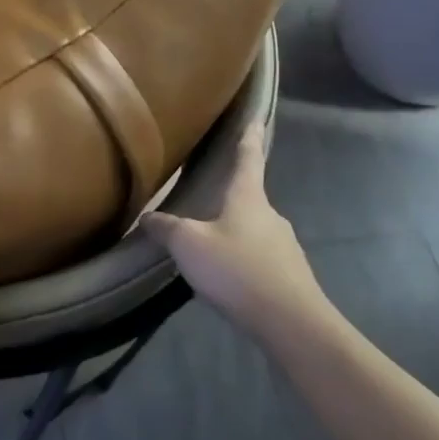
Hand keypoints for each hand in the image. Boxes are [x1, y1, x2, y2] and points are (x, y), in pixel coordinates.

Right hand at [142, 119, 326, 333]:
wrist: (291, 322)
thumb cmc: (237, 269)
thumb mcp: (188, 245)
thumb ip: (166, 228)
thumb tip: (147, 216)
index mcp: (248, 198)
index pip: (249, 158)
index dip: (247, 137)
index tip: (254, 117)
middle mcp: (271, 216)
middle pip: (249, 198)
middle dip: (230, 198)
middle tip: (207, 200)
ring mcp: (285, 247)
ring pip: (254, 231)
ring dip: (235, 234)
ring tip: (210, 247)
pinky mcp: (290, 276)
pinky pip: (261, 259)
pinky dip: (243, 261)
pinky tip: (228, 278)